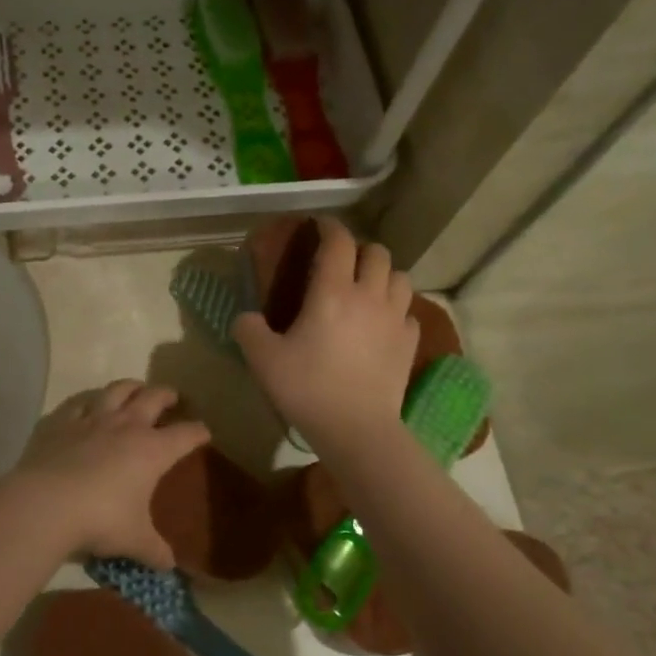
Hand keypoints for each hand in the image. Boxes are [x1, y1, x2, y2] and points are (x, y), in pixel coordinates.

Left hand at [4, 381, 208, 567]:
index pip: (185, 434)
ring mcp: (91, 418)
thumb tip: (169, 566)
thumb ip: (154, 551)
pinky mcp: (61, 420)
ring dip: (130, 386)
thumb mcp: (134, 541)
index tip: (204, 432)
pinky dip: (87, 400)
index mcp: (152, 450)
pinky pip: (78, 401)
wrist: (46, 503)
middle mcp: (125, 425)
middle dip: (166, 395)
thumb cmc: (100, 520)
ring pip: (116, 390)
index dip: (198, 432)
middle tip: (172, 397)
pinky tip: (87, 403)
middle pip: (153, 398)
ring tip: (135, 388)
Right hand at [233, 218, 419, 455]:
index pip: (339, 242)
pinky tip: (382, 322)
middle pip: (378, 253)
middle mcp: (369, 296)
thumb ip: (248, 329)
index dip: (329, 226)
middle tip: (342, 261)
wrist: (357, 430)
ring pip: (400, 278)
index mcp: (332, 292)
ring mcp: (395, 319)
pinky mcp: (409, 344)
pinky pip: (408, 312)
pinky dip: (396, 308)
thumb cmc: (307, 388)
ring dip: (383, 274)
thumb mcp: (262, 359)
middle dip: (360, 249)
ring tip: (367, 287)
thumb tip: (246, 318)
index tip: (319, 225)